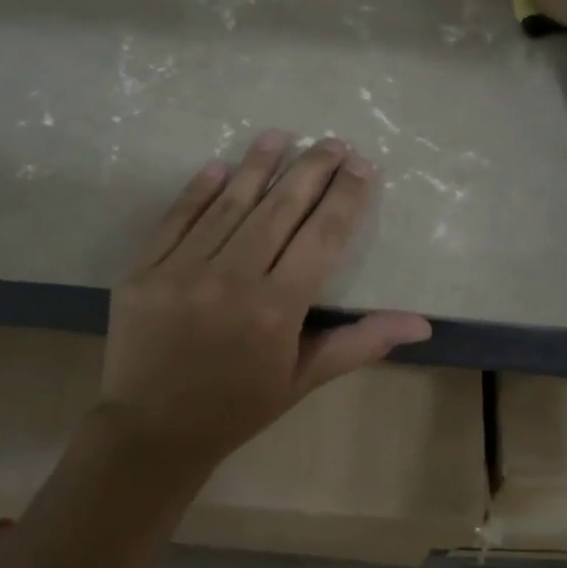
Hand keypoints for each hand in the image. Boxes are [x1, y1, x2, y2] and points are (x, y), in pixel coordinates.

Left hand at [96, 130, 432, 468]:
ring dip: (258, 165)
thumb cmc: (237, 408)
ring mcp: (182, 271)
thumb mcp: (303, 380)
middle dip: (312, 169)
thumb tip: (421, 324)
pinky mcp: (144, 270)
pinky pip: (177, 219)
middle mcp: (231, 281)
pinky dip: (200, 190)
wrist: (150, 433)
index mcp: (276, 310)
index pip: (322, 237)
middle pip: (281, 209)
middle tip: (333, 141)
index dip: (346, 197)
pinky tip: (221, 165)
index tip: (362, 165)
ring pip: (230, 204)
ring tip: (282, 134)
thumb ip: (360, 343)